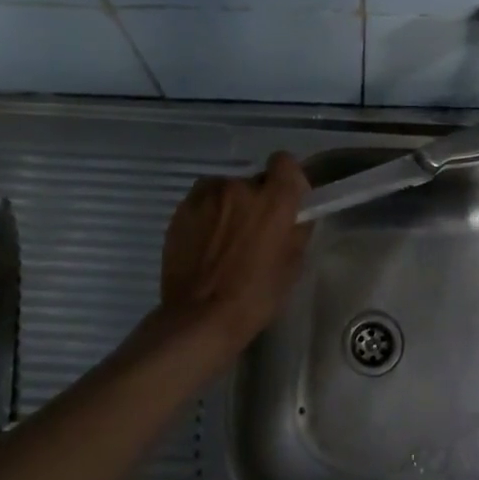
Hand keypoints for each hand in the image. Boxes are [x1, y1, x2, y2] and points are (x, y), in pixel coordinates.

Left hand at [160, 151, 310, 344]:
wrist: (199, 317)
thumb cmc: (255, 296)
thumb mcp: (292, 266)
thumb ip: (297, 230)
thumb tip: (296, 216)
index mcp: (273, 200)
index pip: (285, 162)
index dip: (287, 178)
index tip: (285, 199)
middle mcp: (239, 187)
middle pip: (253, 181)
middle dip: (256, 200)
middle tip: (253, 230)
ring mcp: (206, 196)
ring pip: (225, 191)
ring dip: (229, 206)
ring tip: (224, 239)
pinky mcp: (182, 210)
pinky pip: (202, 203)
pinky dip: (207, 216)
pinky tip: (204, 244)